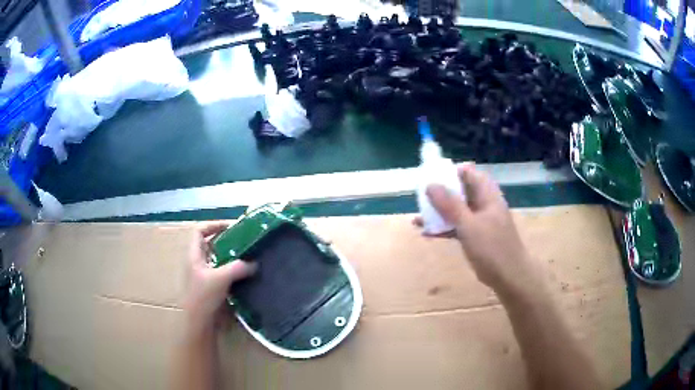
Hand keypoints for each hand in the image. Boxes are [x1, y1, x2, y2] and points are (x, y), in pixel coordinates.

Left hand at [183, 222, 256, 334]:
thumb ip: (238, 267)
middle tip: (245, 240)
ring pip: (217, 258)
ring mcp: (204, 275)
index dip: (214, 225)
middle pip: (210, 243)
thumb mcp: (220, 278)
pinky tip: (246, 275)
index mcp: (194, 255)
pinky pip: (223, 272)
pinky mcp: (211, 287)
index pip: (200, 231)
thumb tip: (254, 263)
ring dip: (231, 256)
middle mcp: (197, 262)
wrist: (200, 323)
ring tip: (248, 255)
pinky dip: (233, 270)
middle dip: (226, 240)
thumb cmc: (204, 297)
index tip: (232, 226)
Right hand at [418, 163, 537, 292]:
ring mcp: (480, 221)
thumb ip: (450, 205)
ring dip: (440, 213)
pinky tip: (427, 234)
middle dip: (441, 193)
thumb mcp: (469, 225)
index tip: (432, 176)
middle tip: (422, 197)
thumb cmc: (492, 248)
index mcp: (487, 195)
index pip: (469, 173)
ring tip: (419, 217)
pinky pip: (457, 227)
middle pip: (461, 191)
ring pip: (457, 210)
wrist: (509, 276)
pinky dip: (444, 228)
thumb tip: (430, 184)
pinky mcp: (476, 236)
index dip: (451, 172)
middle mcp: (484, 204)